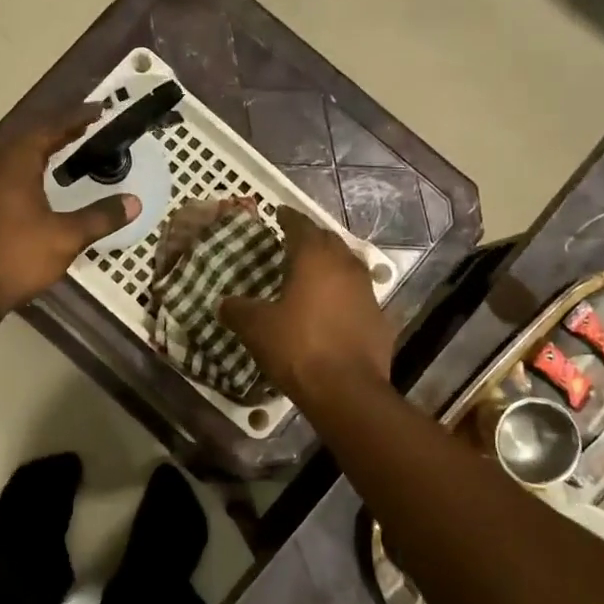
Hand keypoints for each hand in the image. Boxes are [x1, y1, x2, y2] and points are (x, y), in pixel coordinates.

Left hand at [0, 107, 139, 327]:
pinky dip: (24, 164)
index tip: (99, 110)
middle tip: (86, 126)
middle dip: (58, 129)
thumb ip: (101, 216)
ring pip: (11, 151)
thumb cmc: (17, 256)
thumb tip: (134, 203)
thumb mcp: (66, 237)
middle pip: (28, 135)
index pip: (49, 128)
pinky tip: (34, 177)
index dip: (76, 118)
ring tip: (64, 145)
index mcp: (14, 162)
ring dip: (39, 146)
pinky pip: (2, 168)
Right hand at [219, 206, 393, 403]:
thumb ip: (238, 310)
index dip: (288, 218)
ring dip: (331, 264)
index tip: (279, 213)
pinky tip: (332, 308)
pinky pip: (358, 296)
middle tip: (293, 241)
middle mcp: (345, 267)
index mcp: (315, 259)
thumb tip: (223, 303)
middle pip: (329, 241)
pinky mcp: (380, 320)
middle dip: (311, 238)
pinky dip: (343, 295)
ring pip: (348, 266)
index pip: (301, 226)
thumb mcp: (257, 328)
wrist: (346, 390)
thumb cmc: (298, 347)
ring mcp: (367, 293)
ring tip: (313, 272)